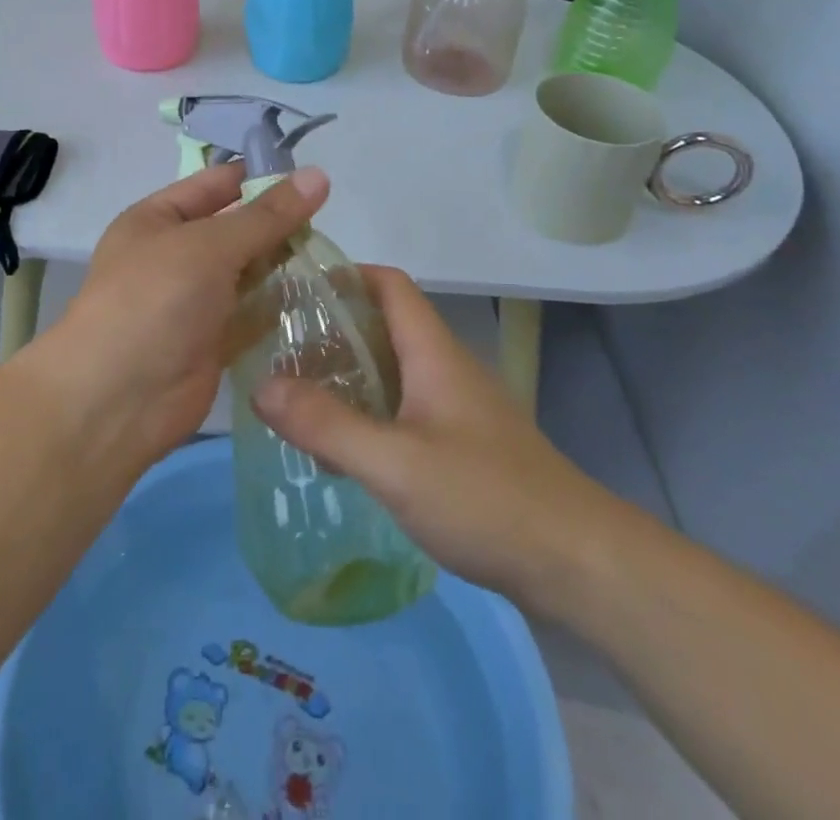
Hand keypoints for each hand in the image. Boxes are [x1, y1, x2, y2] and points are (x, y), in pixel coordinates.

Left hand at [29, 162, 328, 462]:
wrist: (116, 400)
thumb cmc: (155, 301)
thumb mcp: (209, 245)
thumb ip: (267, 215)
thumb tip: (318, 175)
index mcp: (158, 219)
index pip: (216, 184)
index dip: (259, 176)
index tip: (313, 178)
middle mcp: (175, 255)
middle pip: (235, 230)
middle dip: (278, 225)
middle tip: (333, 223)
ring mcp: (193, 301)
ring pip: (247, 273)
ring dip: (283, 266)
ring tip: (336, 258)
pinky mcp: (212, 342)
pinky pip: (251, 315)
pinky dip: (280, 308)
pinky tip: (321, 299)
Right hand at [252, 266, 632, 619]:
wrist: (579, 566)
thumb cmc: (487, 498)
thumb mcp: (395, 463)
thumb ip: (327, 425)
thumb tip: (260, 386)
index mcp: (432, 352)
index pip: (388, 284)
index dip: (344, 274)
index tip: (293, 287)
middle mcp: (444, 369)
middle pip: (383, 327)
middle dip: (331, 330)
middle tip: (277, 349)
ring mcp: (456, 410)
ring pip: (391, 373)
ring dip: (346, 376)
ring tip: (293, 396)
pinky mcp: (461, 449)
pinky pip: (402, 413)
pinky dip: (366, 416)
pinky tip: (339, 449)